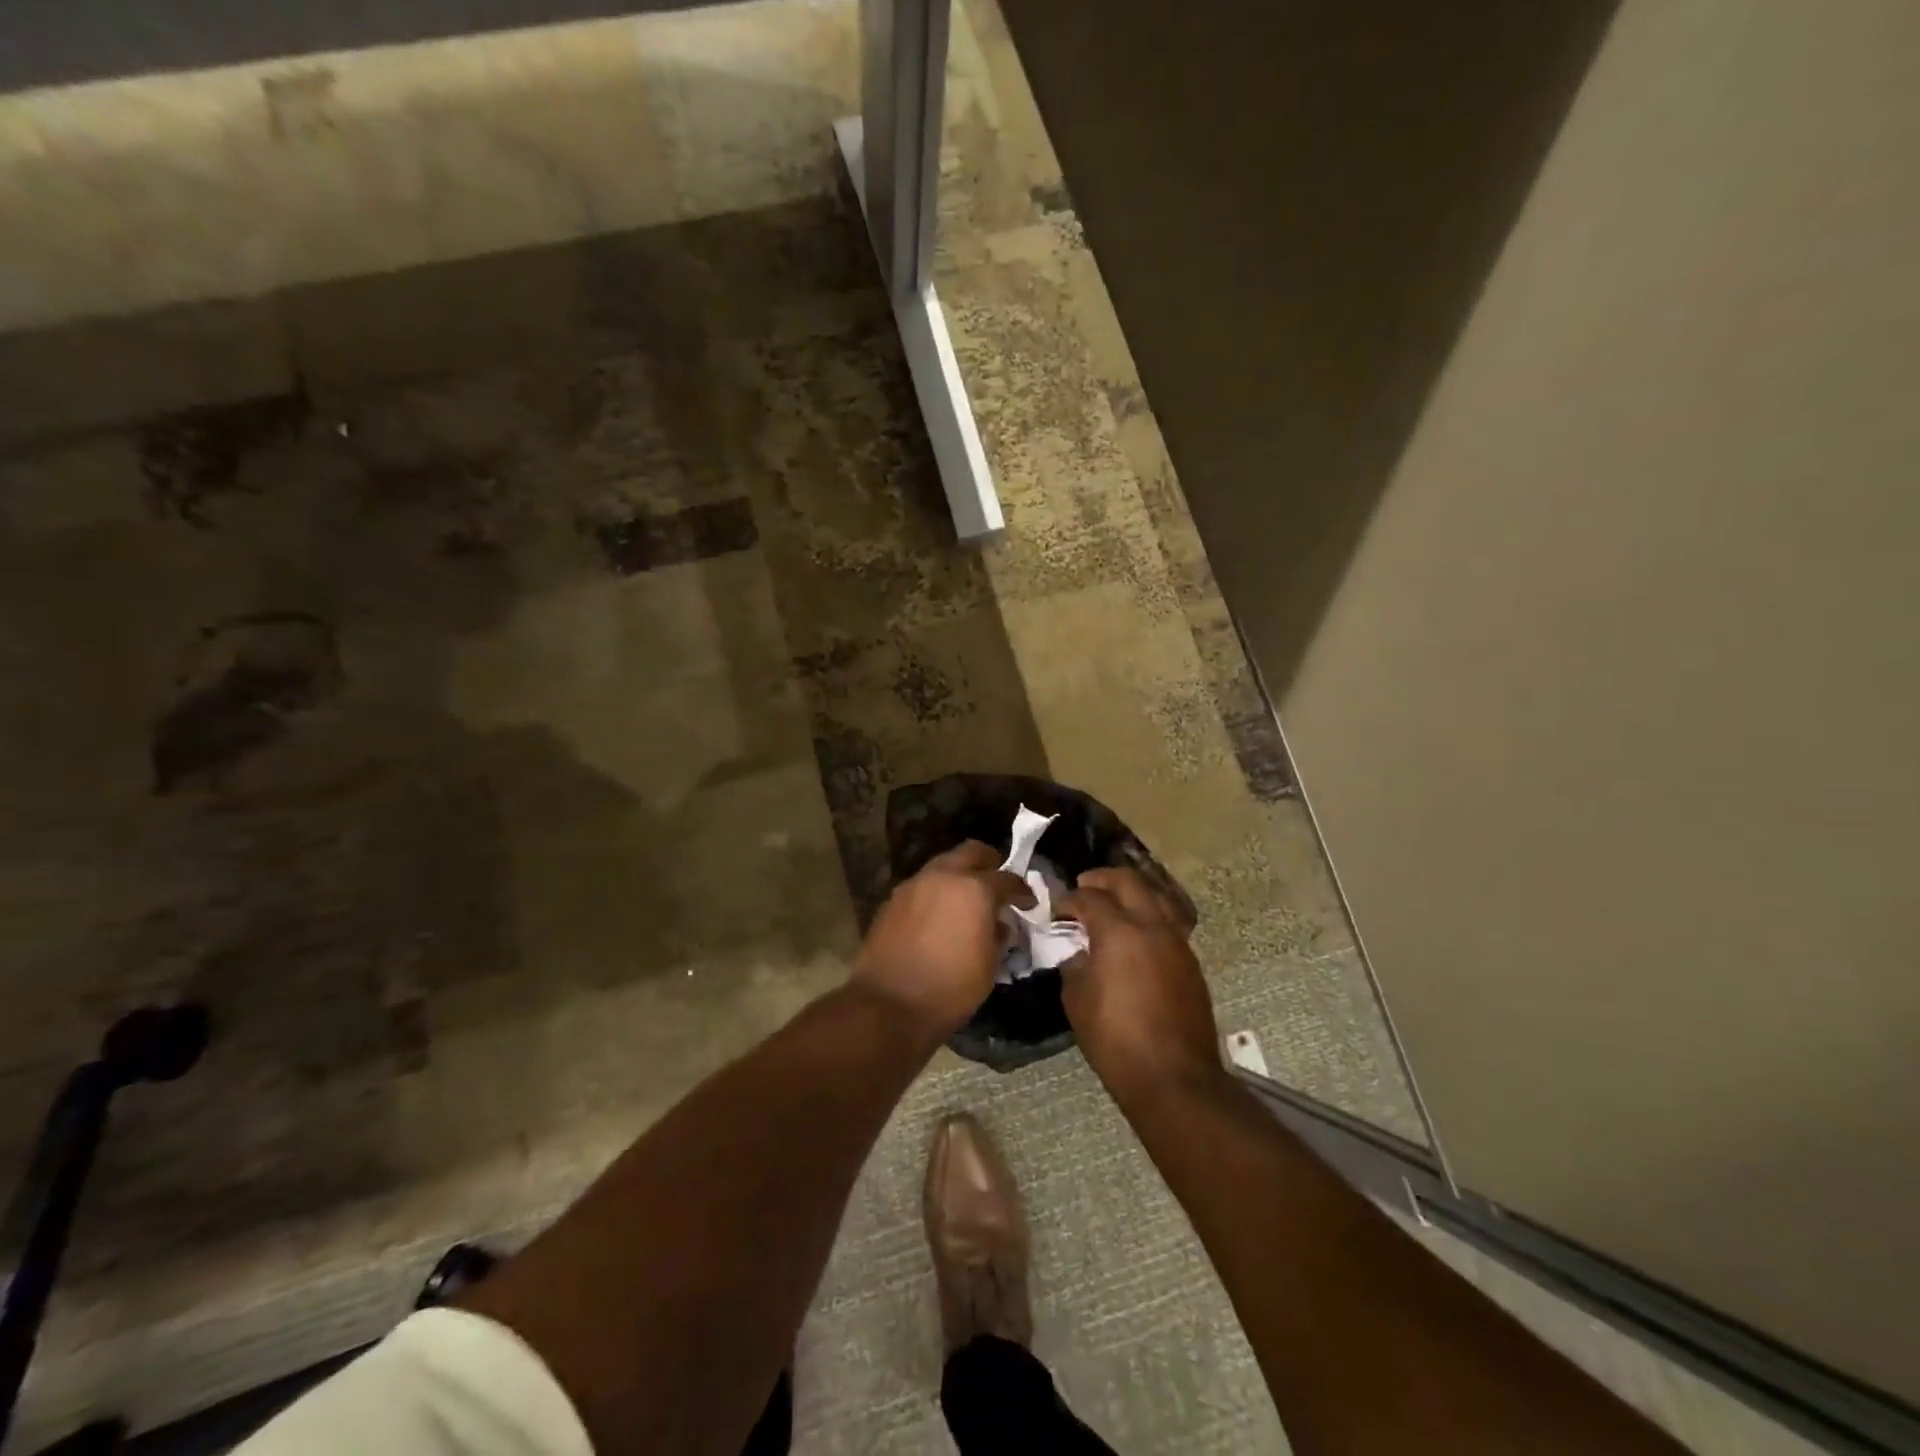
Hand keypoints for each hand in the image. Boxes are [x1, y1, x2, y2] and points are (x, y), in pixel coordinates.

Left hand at [853, 841, 1031, 1041]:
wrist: (888, 1005)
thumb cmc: (950, 989)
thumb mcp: (989, 966)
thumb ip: (997, 936)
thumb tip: (998, 924)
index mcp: (974, 889)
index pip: (1006, 878)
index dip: (1022, 890)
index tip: (1028, 902)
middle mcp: (942, 876)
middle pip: (971, 852)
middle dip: (988, 863)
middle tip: (997, 882)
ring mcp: (913, 885)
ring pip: (942, 866)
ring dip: (958, 877)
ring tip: (966, 901)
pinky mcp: (891, 901)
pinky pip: (922, 887)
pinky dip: (936, 894)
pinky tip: (939, 917)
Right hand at [1057, 868, 1223, 1104]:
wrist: (1173, 1077)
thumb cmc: (1116, 1041)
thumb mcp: (1077, 1001)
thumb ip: (1074, 965)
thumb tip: (1078, 951)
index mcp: (1119, 932)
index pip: (1089, 898)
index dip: (1068, 899)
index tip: (1056, 910)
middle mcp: (1151, 926)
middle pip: (1128, 880)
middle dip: (1101, 879)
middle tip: (1083, 888)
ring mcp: (1177, 941)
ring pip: (1156, 895)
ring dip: (1131, 892)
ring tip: (1113, 903)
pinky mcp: (1190, 960)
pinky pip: (1169, 920)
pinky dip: (1149, 914)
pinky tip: (1135, 933)